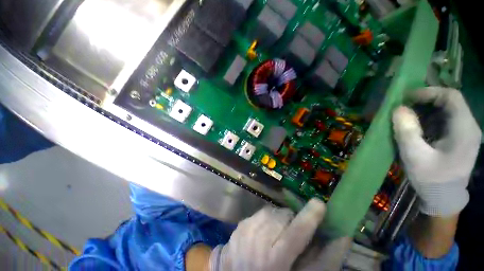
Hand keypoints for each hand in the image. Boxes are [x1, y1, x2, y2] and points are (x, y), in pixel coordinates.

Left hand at [208, 199, 348, 270]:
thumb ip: (324, 259)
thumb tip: (342, 236)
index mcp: (275, 260)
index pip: (296, 232)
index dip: (310, 216)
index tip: (320, 203)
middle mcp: (257, 241)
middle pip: (282, 215)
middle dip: (292, 219)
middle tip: (293, 232)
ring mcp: (245, 231)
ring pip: (271, 211)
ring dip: (279, 218)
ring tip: (278, 233)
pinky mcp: (239, 226)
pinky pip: (259, 213)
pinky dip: (266, 219)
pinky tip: (264, 233)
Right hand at [392, 87, 481, 216]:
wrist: (443, 198)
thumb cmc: (431, 179)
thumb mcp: (415, 156)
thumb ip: (407, 131)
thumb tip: (398, 109)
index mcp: (464, 129)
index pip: (451, 97)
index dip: (429, 92)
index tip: (407, 98)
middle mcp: (469, 127)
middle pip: (449, 102)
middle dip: (425, 100)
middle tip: (404, 107)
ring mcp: (465, 133)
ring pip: (446, 110)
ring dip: (425, 110)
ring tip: (407, 117)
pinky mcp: (459, 138)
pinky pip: (444, 120)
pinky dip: (429, 119)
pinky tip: (417, 127)